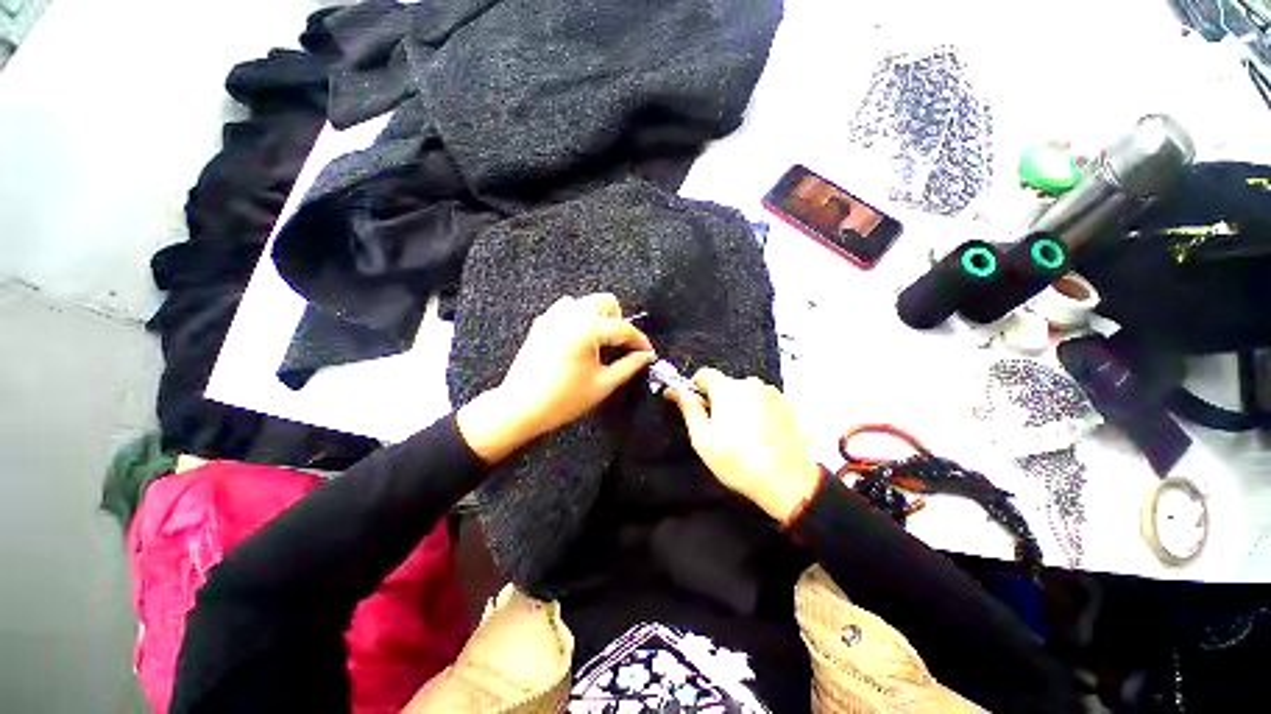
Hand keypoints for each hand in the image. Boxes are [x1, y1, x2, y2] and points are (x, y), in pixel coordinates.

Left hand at [457, 293, 655, 461]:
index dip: (640, 341)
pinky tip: (580, 342)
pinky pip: (566, 311)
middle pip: (605, 302)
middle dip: (619, 320)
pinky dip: (579, 320)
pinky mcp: (541, 325)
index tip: (647, 352)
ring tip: (600, 343)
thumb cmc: (561, 399)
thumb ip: (629, 366)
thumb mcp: (602, 384)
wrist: (520, 407)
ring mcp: (553, 318)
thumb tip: (644, 356)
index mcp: (587, 329)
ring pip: (585, 303)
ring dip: (598, 317)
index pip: (624, 328)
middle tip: (621, 345)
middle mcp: (570, 316)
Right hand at [669, 368, 821, 523]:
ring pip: (744, 393)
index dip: (695, 388)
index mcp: (727, 389)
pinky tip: (759, 434)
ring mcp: (771, 393)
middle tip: (718, 427)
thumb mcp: (703, 439)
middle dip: (718, 400)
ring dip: (738, 405)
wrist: (787, 481)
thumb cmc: (740, 462)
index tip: (695, 404)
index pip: (704, 374)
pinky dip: (756, 411)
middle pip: (725, 384)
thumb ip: (689, 409)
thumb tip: (677, 392)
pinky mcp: (786, 404)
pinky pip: (762, 401)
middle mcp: (751, 384)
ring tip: (742, 434)